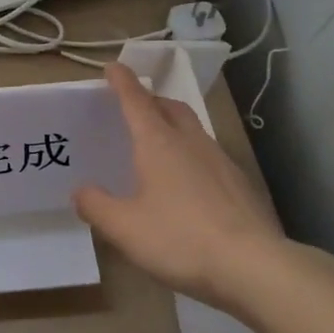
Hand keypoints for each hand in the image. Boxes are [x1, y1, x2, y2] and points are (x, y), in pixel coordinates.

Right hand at [73, 63, 290, 314]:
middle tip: (134, 107)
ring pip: (192, 128)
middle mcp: (190, 142)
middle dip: (150, 100)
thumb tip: (80, 191)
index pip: (136, 100)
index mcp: (158, 143)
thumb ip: (97, 206)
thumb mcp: (124, 228)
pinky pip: (208, 154)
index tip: (112, 67)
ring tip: (158, 143)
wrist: (253, 265)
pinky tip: (187, 181)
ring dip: (172, 124)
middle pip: (169, 107)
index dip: (122, 82)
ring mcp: (220, 160)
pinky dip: (191, 153)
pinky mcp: (238, 183)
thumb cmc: (180, 239)